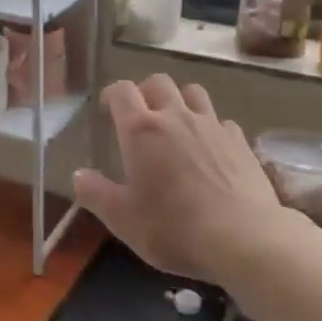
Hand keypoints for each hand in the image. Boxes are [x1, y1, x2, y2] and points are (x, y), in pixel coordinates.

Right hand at [72, 75, 286, 284]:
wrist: (243, 238)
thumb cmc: (174, 229)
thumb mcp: (124, 220)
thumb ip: (97, 194)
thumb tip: (78, 175)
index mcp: (142, 130)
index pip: (123, 91)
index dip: (113, 94)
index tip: (108, 109)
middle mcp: (176, 116)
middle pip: (158, 82)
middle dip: (145, 92)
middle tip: (140, 115)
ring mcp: (212, 125)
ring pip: (193, 92)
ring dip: (180, 100)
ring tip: (176, 123)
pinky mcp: (240, 140)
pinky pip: (221, 120)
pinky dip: (210, 126)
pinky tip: (210, 148)